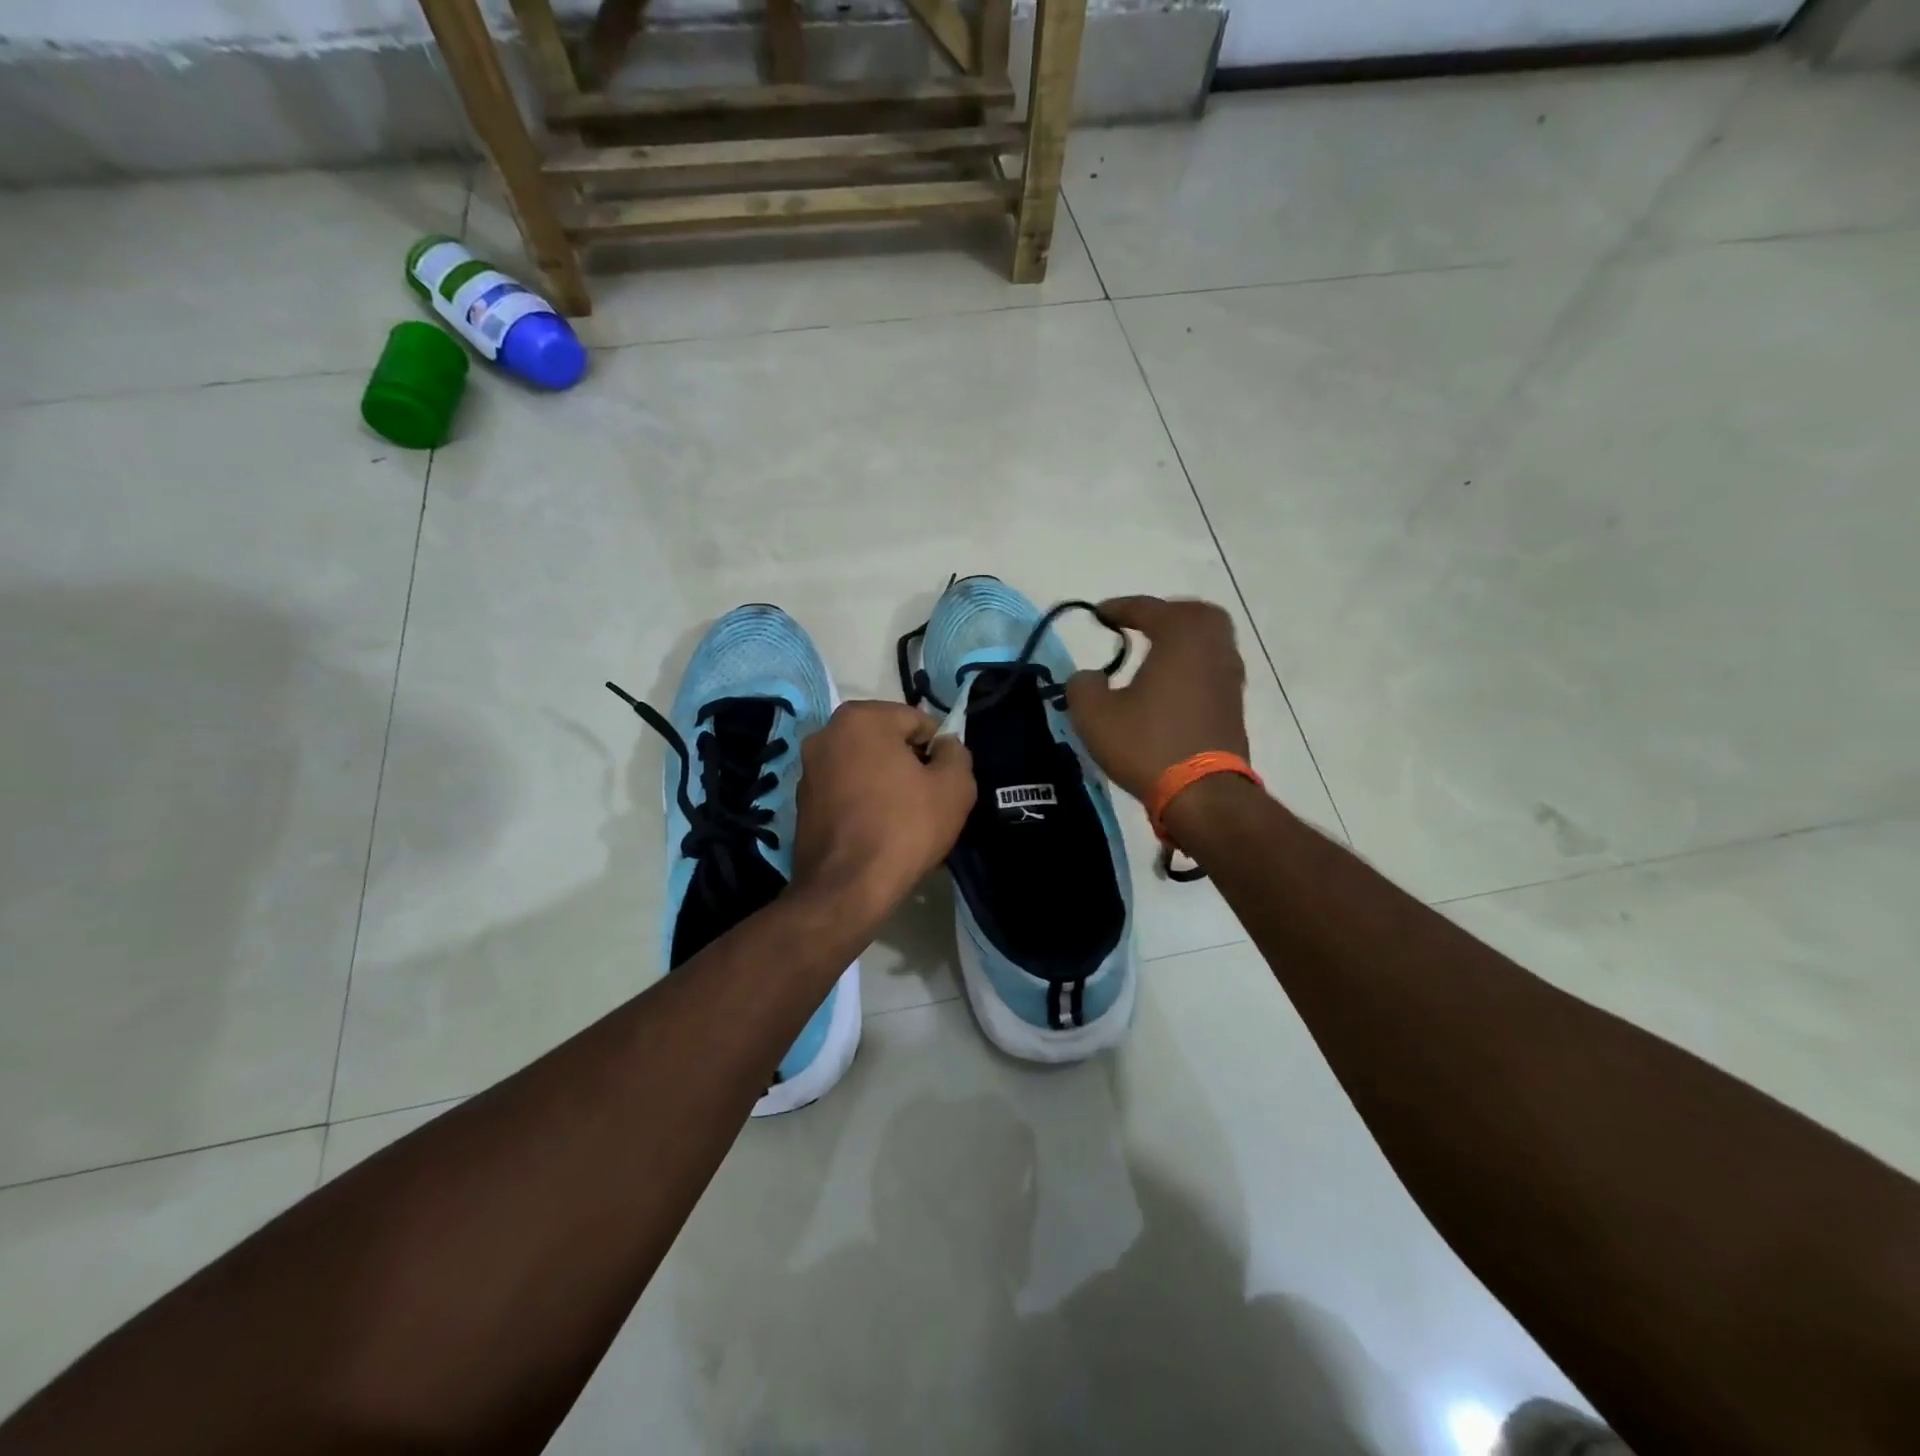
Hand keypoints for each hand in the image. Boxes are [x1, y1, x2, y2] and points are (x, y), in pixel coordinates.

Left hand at [792, 700, 975, 920]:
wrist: (847, 888)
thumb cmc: (905, 827)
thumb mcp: (954, 787)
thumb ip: (956, 754)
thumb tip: (945, 747)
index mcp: (861, 718)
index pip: (917, 721)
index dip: (938, 750)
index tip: (944, 782)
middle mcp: (826, 733)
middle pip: (887, 741)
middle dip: (909, 764)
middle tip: (927, 801)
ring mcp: (808, 768)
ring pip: (865, 766)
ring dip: (885, 782)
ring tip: (903, 819)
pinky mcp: (802, 801)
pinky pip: (846, 790)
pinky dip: (864, 801)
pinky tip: (878, 831)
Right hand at [1065, 596, 1249, 802]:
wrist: (1203, 794)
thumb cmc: (1147, 744)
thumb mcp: (1095, 715)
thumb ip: (1082, 685)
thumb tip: (1089, 678)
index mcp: (1181, 637)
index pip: (1149, 609)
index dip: (1120, 608)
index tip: (1098, 615)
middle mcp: (1212, 648)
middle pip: (1194, 615)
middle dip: (1165, 615)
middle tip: (1138, 625)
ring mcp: (1229, 677)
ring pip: (1209, 642)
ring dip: (1181, 641)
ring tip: (1153, 654)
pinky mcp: (1234, 706)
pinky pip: (1212, 669)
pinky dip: (1191, 666)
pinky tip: (1169, 686)